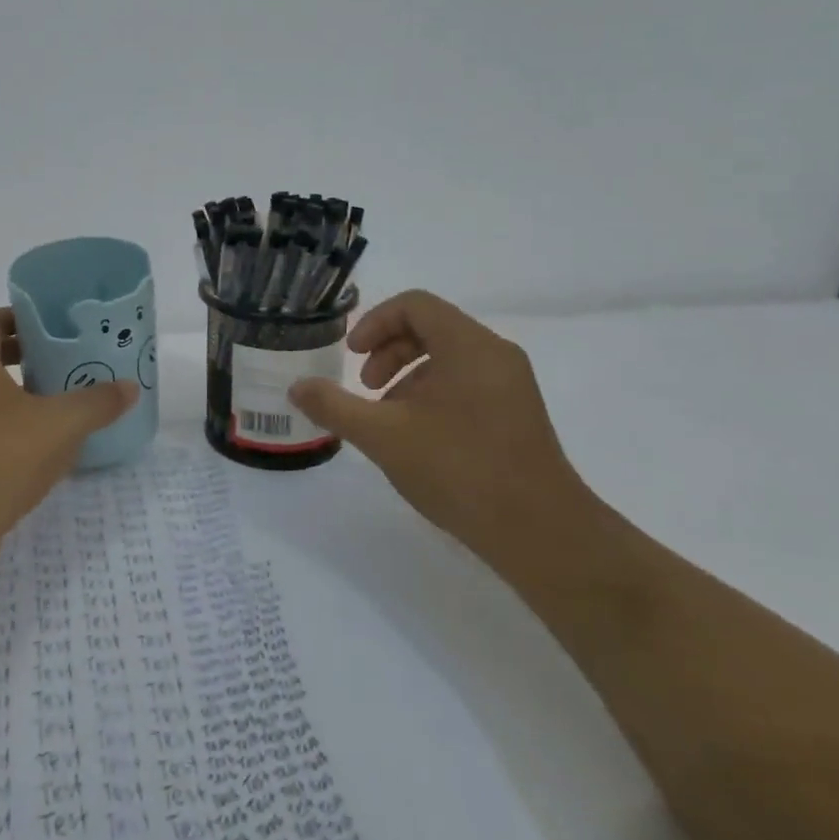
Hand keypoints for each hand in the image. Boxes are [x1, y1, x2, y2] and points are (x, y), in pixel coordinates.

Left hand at [0, 308, 138, 563]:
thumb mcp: (60, 425)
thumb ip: (97, 403)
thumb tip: (129, 387)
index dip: (22, 318)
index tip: (54, 328)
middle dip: (23, 357)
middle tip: (62, 364)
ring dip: (13, 395)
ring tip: (54, 405)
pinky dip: (0, 427)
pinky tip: (33, 448)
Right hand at [287, 290, 597, 564]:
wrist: (542, 534)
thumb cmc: (459, 469)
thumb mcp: (383, 436)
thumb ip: (335, 406)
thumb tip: (296, 387)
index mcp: (468, 345)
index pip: (415, 305)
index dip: (375, 323)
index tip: (352, 356)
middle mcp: (495, 354)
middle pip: (432, 327)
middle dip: (389, 351)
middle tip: (366, 388)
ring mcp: (512, 385)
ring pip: (449, 357)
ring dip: (408, 376)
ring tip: (388, 418)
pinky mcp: (519, 414)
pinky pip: (468, 382)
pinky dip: (434, 394)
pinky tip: (419, 437)